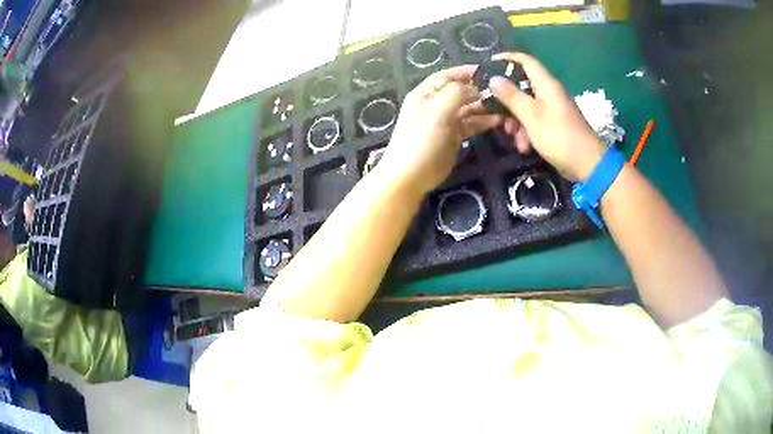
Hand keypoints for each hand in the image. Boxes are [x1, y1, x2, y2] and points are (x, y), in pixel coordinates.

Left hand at [376, 66, 501, 195]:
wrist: (411, 176)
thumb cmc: (421, 140)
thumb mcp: (437, 111)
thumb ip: (456, 94)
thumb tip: (476, 88)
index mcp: (426, 94)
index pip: (447, 76)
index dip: (466, 72)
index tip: (488, 71)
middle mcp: (436, 104)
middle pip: (461, 91)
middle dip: (480, 91)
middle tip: (503, 93)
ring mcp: (445, 121)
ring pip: (469, 108)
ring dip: (485, 107)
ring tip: (505, 108)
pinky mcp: (454, 136)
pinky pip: (471, 124)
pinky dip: (484, 122)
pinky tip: (498, 121)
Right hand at [489, 52, 604, 181]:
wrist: (588, 165)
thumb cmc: (560, 137)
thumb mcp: (532, 117)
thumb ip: (512, 97)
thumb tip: (493, 78)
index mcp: (546, 85)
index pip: (525, 61)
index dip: (507, 58)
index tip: (488, 65)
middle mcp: (550, 93)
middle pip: (522, 86)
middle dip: (507, 100)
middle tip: (494, 112)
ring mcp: (553, 109)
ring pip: (526, 106)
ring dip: (516, 120)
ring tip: (512, 137)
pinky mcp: (555, 124)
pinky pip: (535, 120)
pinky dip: (527, 131)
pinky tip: (524, 147)